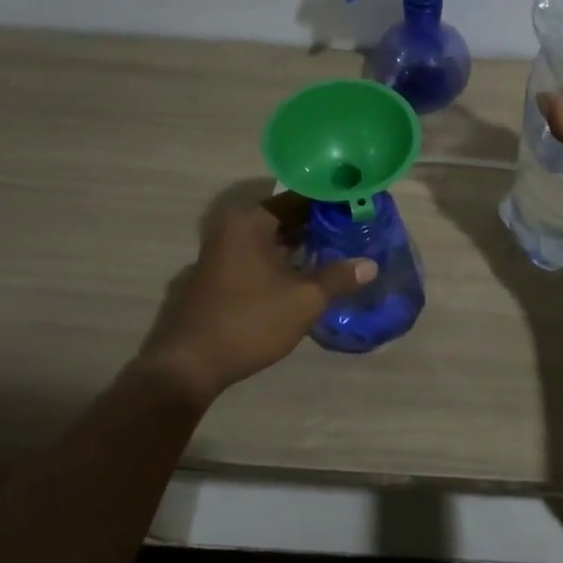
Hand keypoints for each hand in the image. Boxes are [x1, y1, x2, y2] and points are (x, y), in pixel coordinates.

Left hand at [138, 193, 376, 400]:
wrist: (192, 364)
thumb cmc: (250, 321)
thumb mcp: (304, 300)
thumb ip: (338, 278)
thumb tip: (370, 265)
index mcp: (251, 221)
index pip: (300, 197)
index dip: (332, 202)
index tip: (359, 208)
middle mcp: (233, 227)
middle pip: (286, 216)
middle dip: (319, 223)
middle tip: (355, 229)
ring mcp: (224, 250)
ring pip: (274, 237)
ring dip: (303, 243)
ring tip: (340, 249)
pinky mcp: (222, 272)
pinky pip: (261, 253)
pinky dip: (285, 258)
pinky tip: (311, 270)